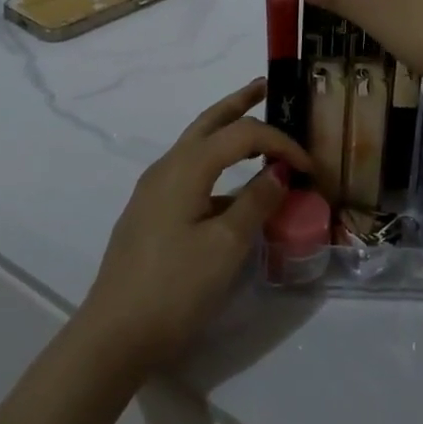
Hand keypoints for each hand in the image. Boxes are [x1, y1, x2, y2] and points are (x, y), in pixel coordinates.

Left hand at [77, 81, 312, 371]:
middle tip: (266, 87)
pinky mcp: (150, 212)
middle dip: (239, 103)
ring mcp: (154, 189)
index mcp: (186, 166)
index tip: (309, 166)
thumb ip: (255, 203)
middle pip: (210, 121)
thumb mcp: (225, 247)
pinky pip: (190, 172)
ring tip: (255, 132)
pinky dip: (216, 164)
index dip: (279, 142)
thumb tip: (279, 171)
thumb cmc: (174, 289)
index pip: (242, 134)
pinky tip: (231, 189)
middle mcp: (167, 166)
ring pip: (197, 145)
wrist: (112, 336)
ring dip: (226, 132)